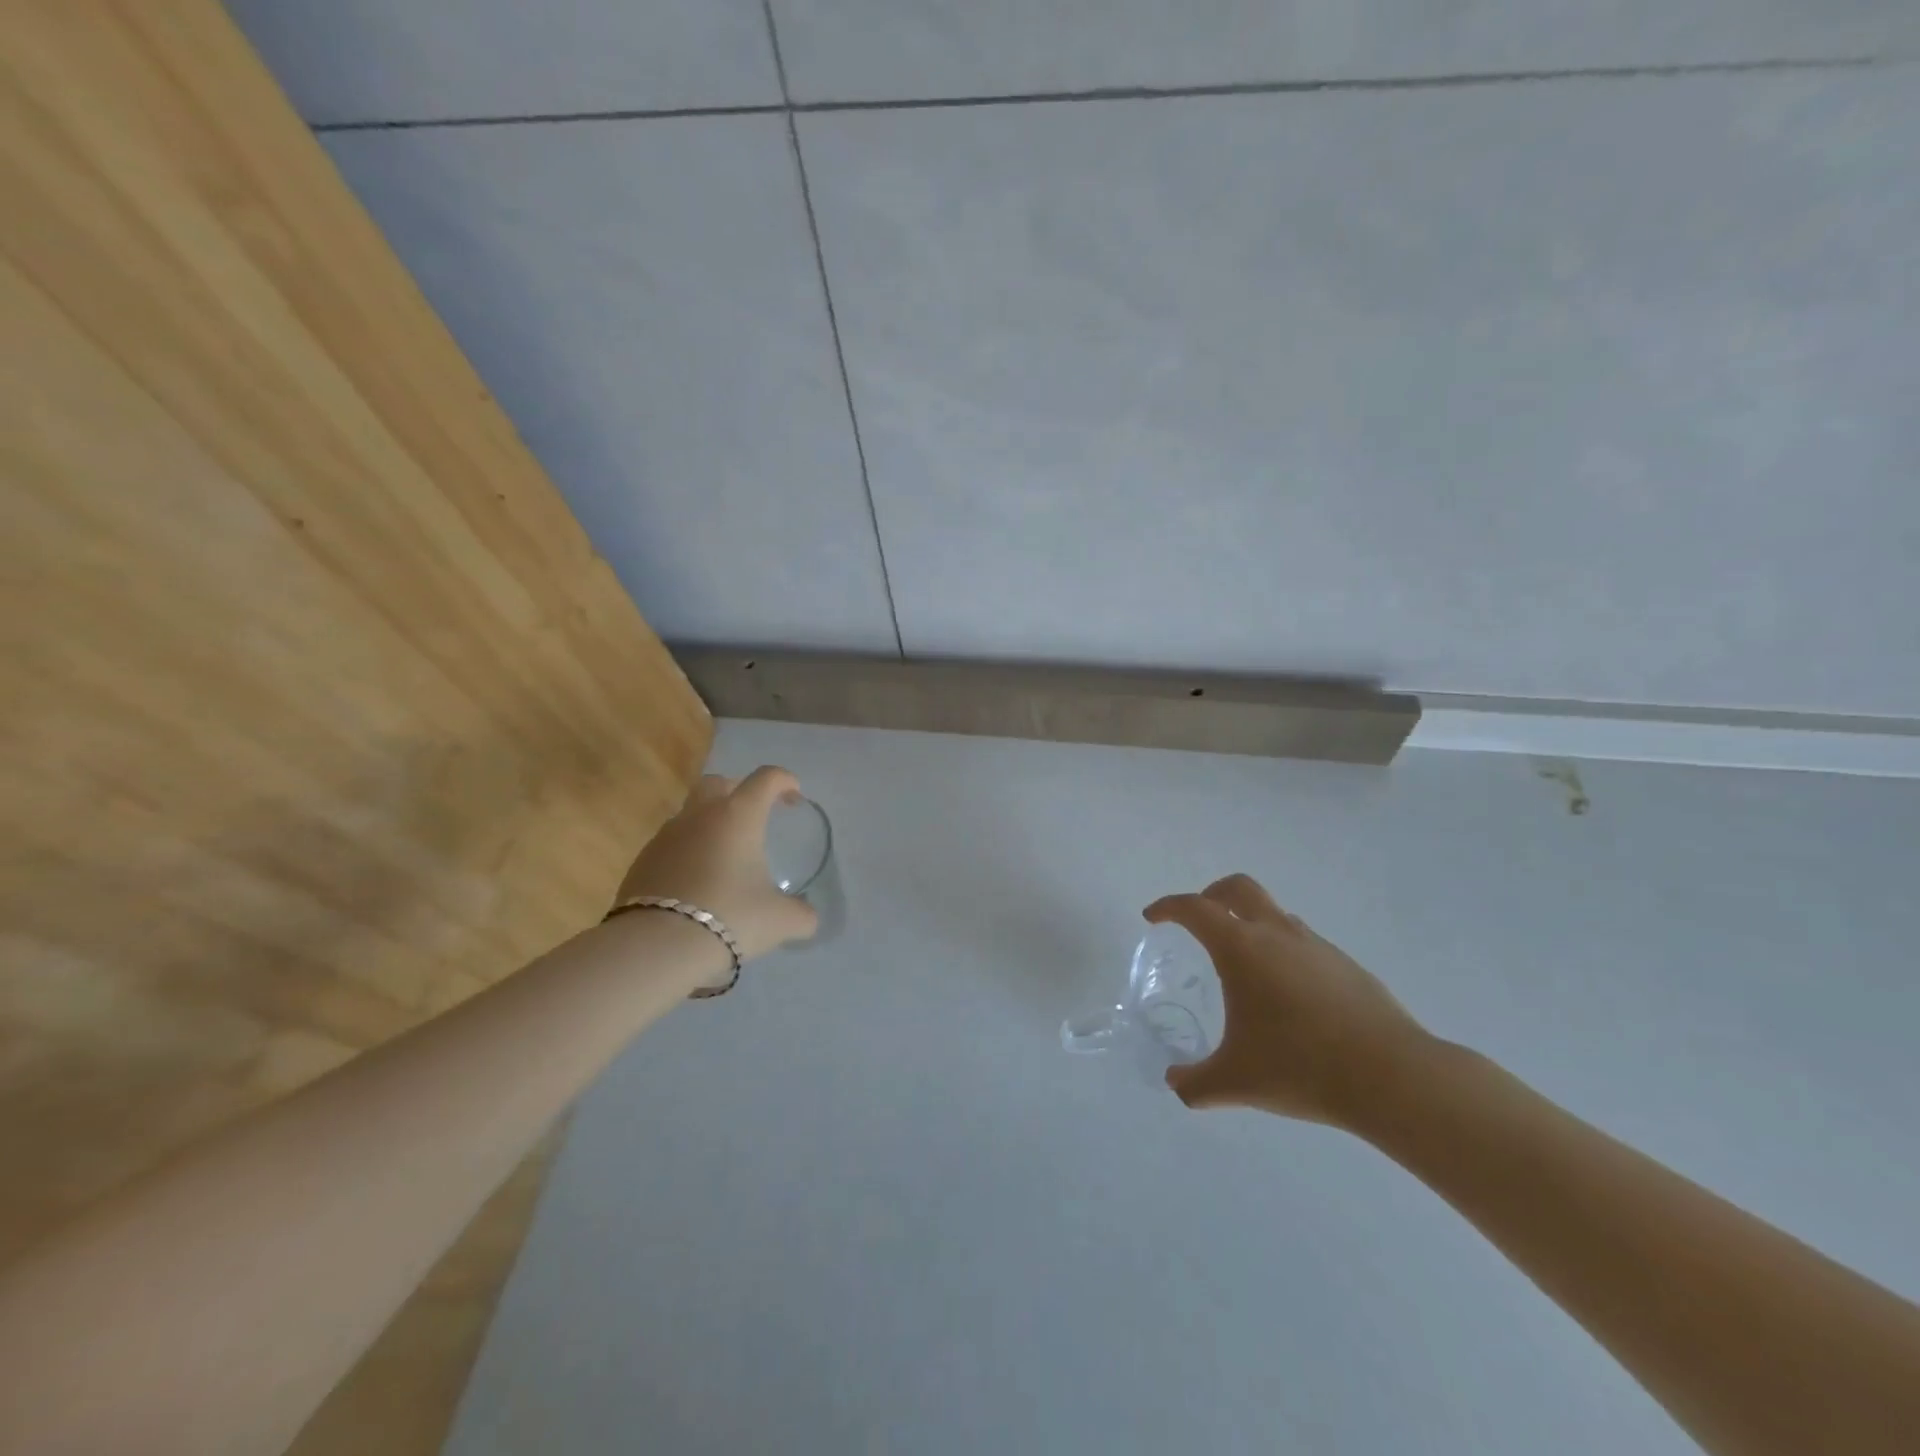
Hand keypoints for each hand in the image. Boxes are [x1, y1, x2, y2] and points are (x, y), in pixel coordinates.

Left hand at [614, 766, 819, 963]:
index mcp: (738, 816)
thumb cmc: (730, 918)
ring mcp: (665, 836)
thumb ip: (801, 914)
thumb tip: (807, 917)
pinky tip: (696, 884)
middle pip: (718, 783)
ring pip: (691, 814)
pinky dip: (687, 853)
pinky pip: (671, 845)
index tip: (794, 798)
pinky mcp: (642, 861)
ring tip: (725, 858)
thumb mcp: (780, 920)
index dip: (784, 781)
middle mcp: (700, 815)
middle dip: (739, 791)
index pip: (766, 778)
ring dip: (710, 825)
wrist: (656, 947)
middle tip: (754, 817)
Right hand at [1147, 874, 1428, 1128]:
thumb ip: (1194, 1083)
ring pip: (1274, 914)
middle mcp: (1277, 933)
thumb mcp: (1235, 1081)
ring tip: (1244, 967)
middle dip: (1211, 895)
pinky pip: (1303, 943)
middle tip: (1198, 920)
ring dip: (1251, 923)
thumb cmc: (1300, 1067)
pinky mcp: (1346, 965)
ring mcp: (1316, 946)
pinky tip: (1287, 997)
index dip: (1168, 907)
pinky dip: (1283, 951)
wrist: (1391, 1077)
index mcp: (1241, 947)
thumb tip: (1175, 1083)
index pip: (1195, 908)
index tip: (1153, 918)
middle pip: (1238, 888)